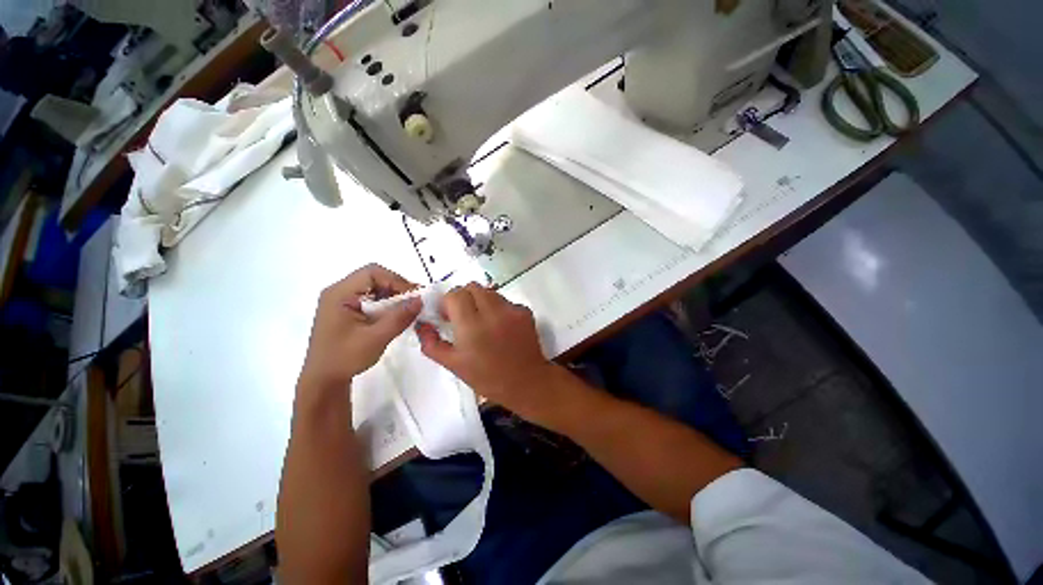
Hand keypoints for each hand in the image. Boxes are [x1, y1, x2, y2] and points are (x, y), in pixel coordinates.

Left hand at [298, 264, 420, 394]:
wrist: (324, 379)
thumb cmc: (345, 358)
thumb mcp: (376, 338)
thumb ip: (399, 317)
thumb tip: (420, 300)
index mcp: (339, 294)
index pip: (372, 273)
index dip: (396, 280)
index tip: (413, 296)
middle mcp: (339, 292)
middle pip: (374, 277)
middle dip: (397, 287)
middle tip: (414, 302)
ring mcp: (343, 300)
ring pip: (375, 287)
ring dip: (393, 296)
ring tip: (408, 309)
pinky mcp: (348, 309)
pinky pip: (372, 298)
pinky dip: (387, 304)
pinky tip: (395, 315)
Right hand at [417, 283, 560, 421]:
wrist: (527, 382)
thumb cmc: (487, 377)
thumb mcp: (454, 364)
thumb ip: (432, 343)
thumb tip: (422, 324)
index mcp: (471, 326)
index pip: (455, 294)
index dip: (447, 302)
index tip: (447, 316)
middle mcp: (492, 312)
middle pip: (472, 287)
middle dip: (463, 297)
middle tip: (463, 315)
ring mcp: (511, 310)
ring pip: (490, 292)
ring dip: (481, 301)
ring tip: (482, 321)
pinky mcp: (525, 311)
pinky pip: (505, 301)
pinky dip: (498, 308)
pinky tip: (500, 327)